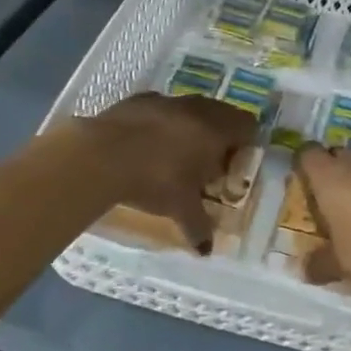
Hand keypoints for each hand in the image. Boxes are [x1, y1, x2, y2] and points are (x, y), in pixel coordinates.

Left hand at [84, 92, 256, 250]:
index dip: (246, 144)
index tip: (234, 164)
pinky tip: (148, 143)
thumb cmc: (155, 180)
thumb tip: (206, 250)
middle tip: (209, 162)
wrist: (102, 155)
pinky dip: (162, 122)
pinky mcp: (139, 99)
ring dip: (192, 125)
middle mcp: (197, 109)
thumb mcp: (180, 208)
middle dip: (221, 135)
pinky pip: (162, 108)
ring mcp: (166, 100)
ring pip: (191, 107)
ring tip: (178, 153)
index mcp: (216, 130)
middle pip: (222, 113)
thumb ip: (198, 227)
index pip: (248, 126)